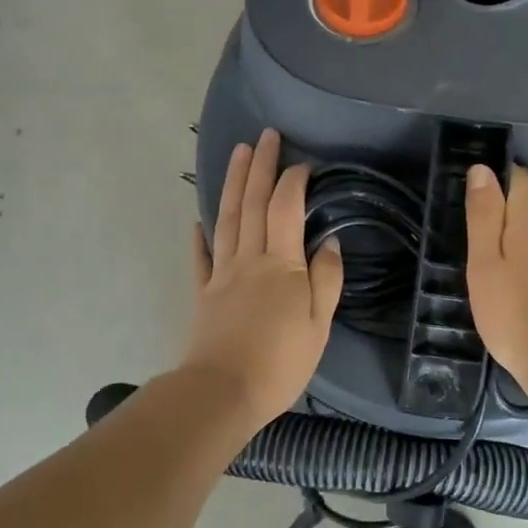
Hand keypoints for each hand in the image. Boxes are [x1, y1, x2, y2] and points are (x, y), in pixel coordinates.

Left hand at [182, 129, 343, 423]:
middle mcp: (249, 259)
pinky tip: (199, 220)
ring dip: (232, 183)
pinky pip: (201, 257)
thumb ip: (326, 280)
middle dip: (259, 166)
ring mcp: (222, 273)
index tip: (303, 163)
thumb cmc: (280, 362)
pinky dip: (200, 236)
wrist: (222, 393)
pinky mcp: (203, 293)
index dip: (293, 181)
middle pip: (252, 203)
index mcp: (282, 265)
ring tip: (237, 153)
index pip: (286, 208)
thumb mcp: (319, 325)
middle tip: (265, 135)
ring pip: (227, 218)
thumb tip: (328, 242)